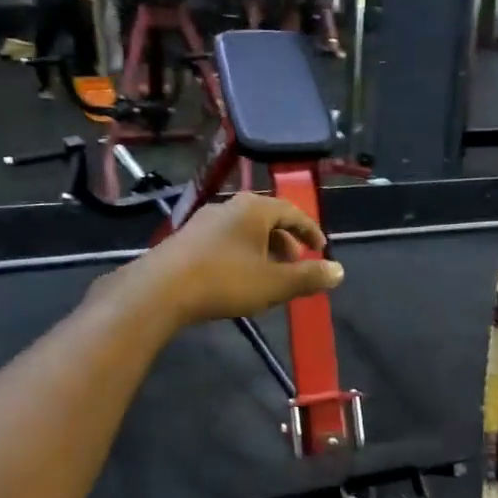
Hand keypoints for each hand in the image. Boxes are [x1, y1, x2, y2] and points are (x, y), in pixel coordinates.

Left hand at [129, 192, 343, 324]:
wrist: (160, 291)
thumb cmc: (225, 281)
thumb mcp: (274, 284)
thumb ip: (308, 277)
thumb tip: (338, 271)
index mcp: (255, 209)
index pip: (293, 212)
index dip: (310, 231)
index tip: (321, 250)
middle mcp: (230, 206)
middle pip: (268, 220)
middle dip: (286, 243)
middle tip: (296, 267)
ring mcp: (204, 221)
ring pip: (245, 231)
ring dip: (263, 251)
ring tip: (270, 276)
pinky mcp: (186, 239)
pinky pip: (225, 241)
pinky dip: (242, 255)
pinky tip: (239, 279)